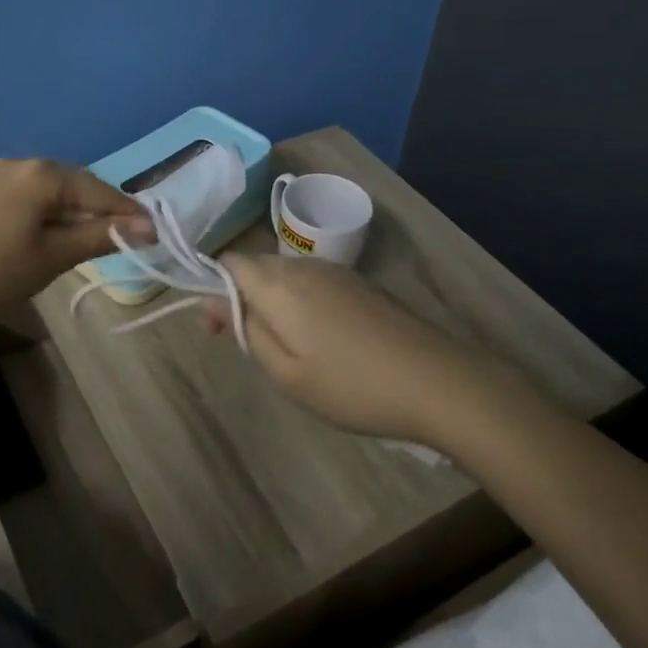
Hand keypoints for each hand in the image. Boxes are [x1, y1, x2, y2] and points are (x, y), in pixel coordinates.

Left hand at [0, 159, 150, 324]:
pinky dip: (54, 211)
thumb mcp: (55, 255)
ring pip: (57, 190)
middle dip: (105, 211)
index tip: (155, 235)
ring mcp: (3, 173)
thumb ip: (102, 236)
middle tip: (128, 239)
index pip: (101, 191)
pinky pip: (35, 194)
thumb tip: (147, 227)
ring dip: (80, 212)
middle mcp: (25, 163)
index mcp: (44, 174)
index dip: (130, 214)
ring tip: (97, 238)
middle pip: (80, 185)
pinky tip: (58, 232)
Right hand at [202, 254, 491, 444]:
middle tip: (248, 346)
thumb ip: (247, 331)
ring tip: (285, 348)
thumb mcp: (287, 373)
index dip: (212, 289)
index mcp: (280, 285)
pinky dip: (300, 302)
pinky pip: (313, 282)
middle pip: (257, 266)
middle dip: (240, 297)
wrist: (435, 380)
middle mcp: (305, 267)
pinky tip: (320, 339)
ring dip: (271, 301)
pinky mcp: (361, 284)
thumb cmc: (352, 385)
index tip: (217, 330)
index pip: (229, 262)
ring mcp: (337, 272)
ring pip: (286, 274)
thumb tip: (213, 301)